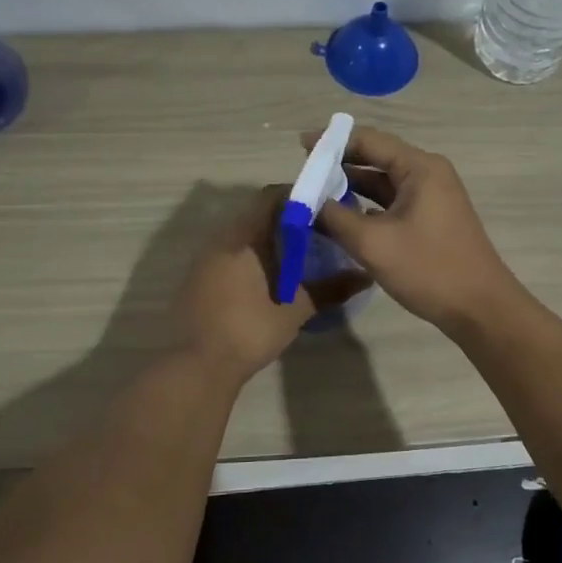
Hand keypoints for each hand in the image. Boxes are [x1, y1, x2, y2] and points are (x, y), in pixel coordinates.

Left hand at [171, 186, 370, 382]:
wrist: (198, 366)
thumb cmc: (249, 331)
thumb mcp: (294, 311)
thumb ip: (329, 290)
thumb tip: (365, 277)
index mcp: (243, 239)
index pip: (269, 198)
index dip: (296, 196)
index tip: (321, 207)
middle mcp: (220, 240)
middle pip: (254, 214)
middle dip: (283, 219)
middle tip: (313, 232)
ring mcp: (203, 260)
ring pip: (239, 235)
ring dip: (264, 238)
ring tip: (293, 255)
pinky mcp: (195, 279)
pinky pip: (226, 254)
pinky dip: (247, 256)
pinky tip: (264, 278)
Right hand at [303, 126, 519, 335]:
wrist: (480, 308)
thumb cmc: (428, 269)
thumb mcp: (373, 243)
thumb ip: (333, 218)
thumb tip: (303, 203)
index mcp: (419, 167)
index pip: (369, 140)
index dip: (332, 142)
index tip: (300, 147)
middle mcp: (428, 173)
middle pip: (376, 158)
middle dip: (339, 165)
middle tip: (304, 174)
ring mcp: (432, 197)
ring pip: (384, 183)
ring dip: (352, 187)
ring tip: (315, 195)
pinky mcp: (431, 219)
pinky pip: (393, 202)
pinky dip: (367, 206)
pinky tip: (342, 218)